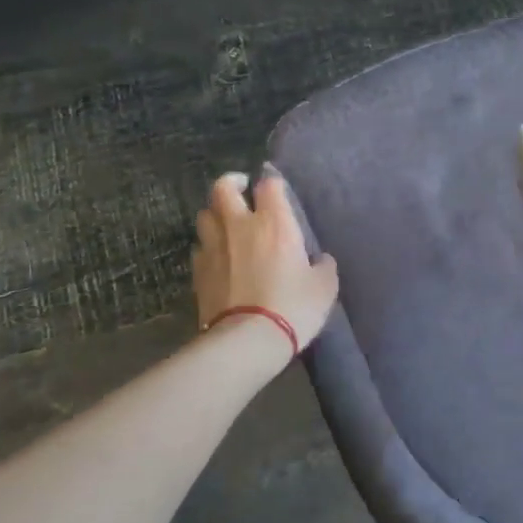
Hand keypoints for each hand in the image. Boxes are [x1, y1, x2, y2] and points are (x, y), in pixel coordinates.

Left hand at [192, 169, 338, 362]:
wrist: (248, 339)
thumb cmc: (293, 307)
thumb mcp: (324, 287)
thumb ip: (324, 267)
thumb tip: (322, 260)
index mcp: (274, 223)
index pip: (269, 185)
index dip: (273, 184)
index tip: (277, 191)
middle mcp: (239, 226)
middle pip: (223, 188)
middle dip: (232, 183)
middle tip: (241, 190)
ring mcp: (214, 247)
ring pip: (205, 214)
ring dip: (216, 214)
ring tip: (226, 224)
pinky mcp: (198, 270)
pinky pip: (199, 247)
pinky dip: (208, 246)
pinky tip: (217, 257)